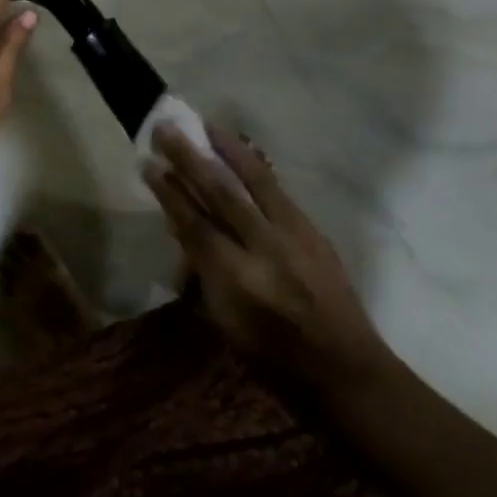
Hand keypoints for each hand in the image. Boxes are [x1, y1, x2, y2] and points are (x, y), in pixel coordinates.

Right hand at [144, 123, 389, 395]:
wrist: (347, 371)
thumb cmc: (275, 362)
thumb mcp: (226, 325)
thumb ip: (203, 273)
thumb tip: (182, 229)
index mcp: (238, 282)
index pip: (195, 225)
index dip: (169, 193)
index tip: (148, 164)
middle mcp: (266, 250)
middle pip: (221, 194)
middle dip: (190, 158)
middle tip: (166, 130)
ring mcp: (295, 235)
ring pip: (255, 180)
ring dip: (226, 149)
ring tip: (204, 124)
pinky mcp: (313, 230)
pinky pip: (277, 189)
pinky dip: (254, 166)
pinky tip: (240, 151)